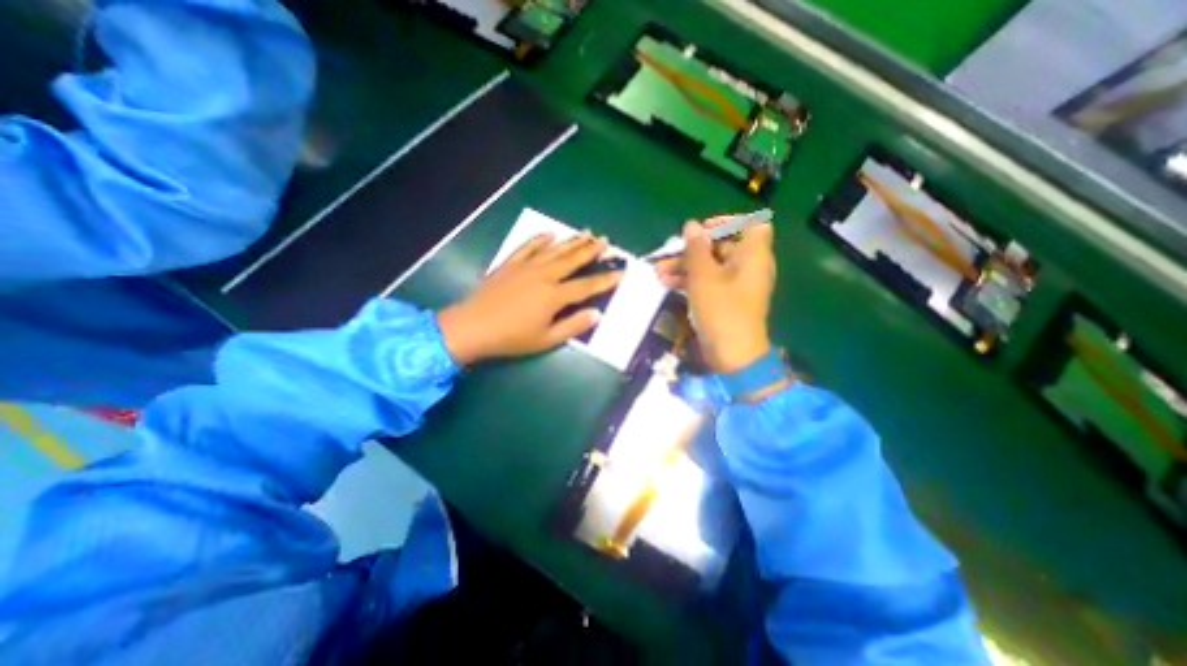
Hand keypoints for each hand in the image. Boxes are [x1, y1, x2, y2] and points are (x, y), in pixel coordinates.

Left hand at [435, 230, 622, 367]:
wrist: (472, 326)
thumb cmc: (511, 338)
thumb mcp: (546, 339)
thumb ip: (573, 326)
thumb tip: (597, 314)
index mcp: (555, 296)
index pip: (587, 285)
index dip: (606, 279)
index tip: (621, 271)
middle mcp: (544, 275)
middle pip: (573, 260)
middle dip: (591, 250)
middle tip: (606, 241)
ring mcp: (526, 267)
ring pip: (555, 250)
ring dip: (572, 241)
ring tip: (587, 232)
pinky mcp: (510, 264)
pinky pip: (528, 247)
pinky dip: (540, 239)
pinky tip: (549, 234)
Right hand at [663, 219, 775, 371]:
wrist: (732, 355)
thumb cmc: (721, 310)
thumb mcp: (703, 276)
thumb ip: (696, 249)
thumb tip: (692, 225)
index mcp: (753, 256)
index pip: (751, 225)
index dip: (728, 223)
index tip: (703, 230)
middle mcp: (748, 267)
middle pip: (722, 247)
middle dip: (693, 250)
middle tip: (669, 255)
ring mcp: (737, 286)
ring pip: (711, 267)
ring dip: (686, 267)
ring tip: (659, 273)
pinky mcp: (726, 301)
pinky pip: (710, 283)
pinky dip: (691, 281)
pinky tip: (667, 284)